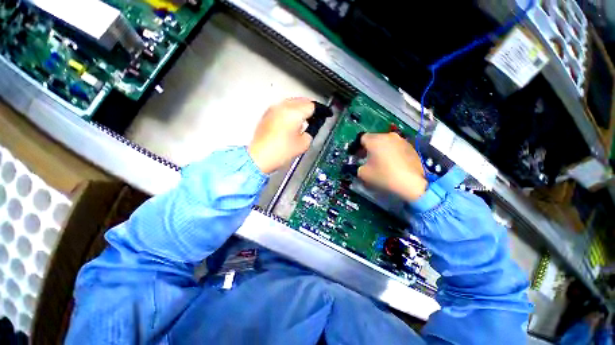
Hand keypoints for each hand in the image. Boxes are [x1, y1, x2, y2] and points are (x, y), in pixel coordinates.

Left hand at [248, 98, 314, 173]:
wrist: (260, 157)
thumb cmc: (280, 152)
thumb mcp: (303, 144)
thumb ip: (311, 131)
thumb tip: (313, 126)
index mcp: (294, 113)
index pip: (312, 105)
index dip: (321, 111)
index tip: (326, 114)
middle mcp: (283, 106)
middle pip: (302, 100)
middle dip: (311, 108)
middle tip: (316, 117)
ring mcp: (274, 109)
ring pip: (292, 102)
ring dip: (301, 108)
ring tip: (305, 120)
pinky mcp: (268, 114)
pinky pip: (283, 107)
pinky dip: (291, 111)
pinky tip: (293, 121)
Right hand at [358, 132, 427, 201]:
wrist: (413, 183)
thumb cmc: (384, 176)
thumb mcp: (364, 174)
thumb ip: (359, 167)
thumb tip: (362, 165)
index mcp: (375, 140)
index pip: (362, 138)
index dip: (358, 147)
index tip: (358, 156)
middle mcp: (388, 136)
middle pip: (374, 139)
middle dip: (369, 148)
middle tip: (368, 159)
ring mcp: (401, 140)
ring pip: (386, 142)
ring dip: (381, 150)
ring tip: (382, 162)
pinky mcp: (411, 147)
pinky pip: (396, 147)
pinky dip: (392, 152)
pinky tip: (393, 164)